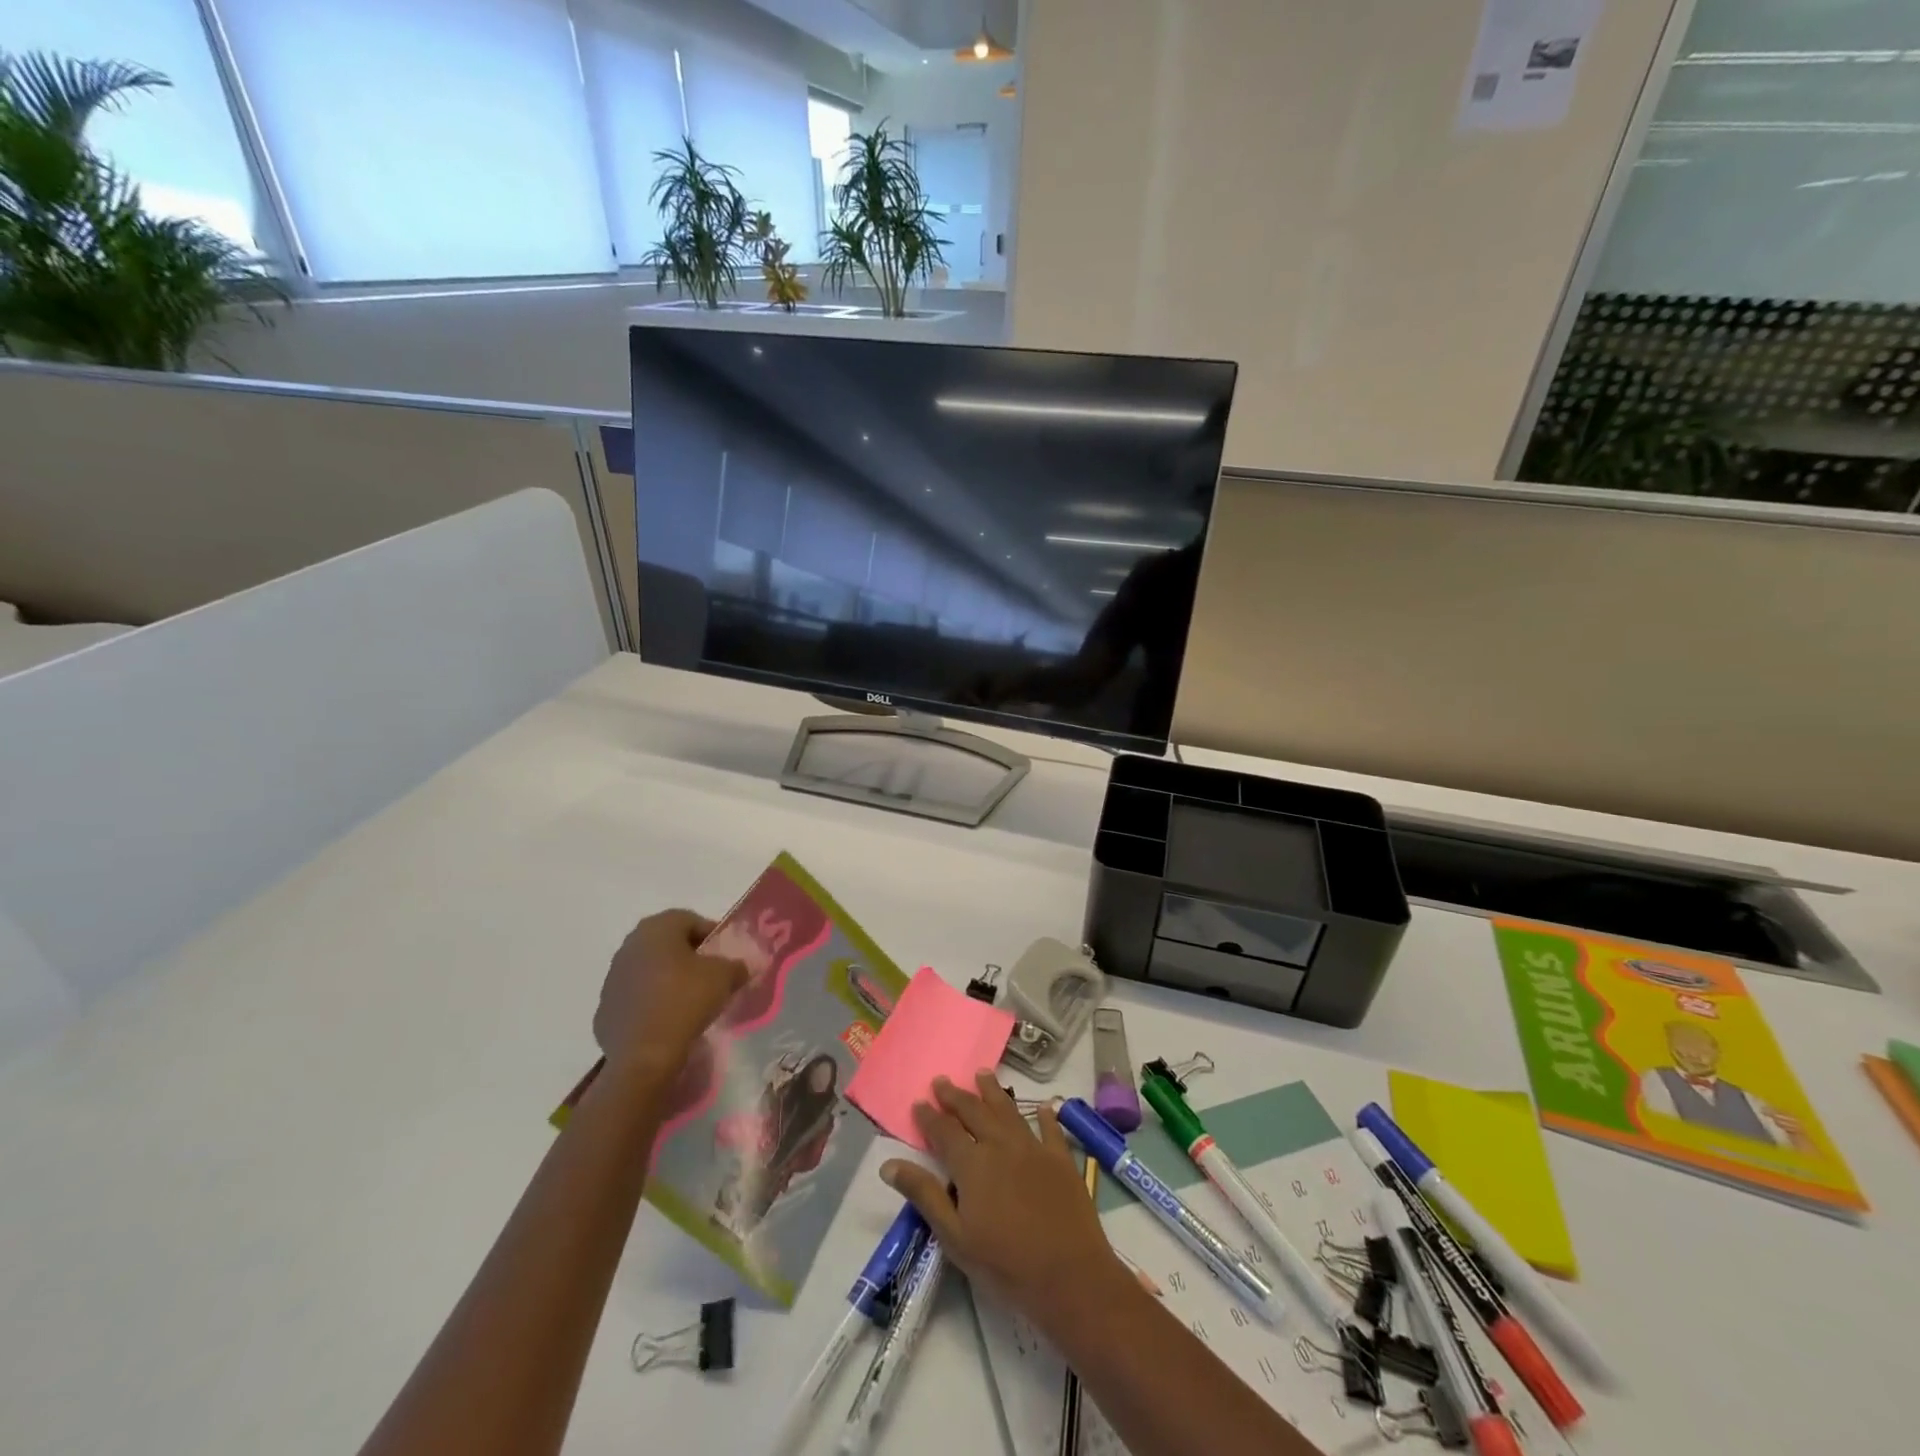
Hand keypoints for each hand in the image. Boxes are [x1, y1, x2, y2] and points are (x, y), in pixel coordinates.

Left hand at [593, 910, 748, 1077]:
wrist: (643, 1055)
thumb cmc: (686, 1000)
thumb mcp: (725, 977)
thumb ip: (736, 965)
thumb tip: (740, 967)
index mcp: (657, 928)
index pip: (690, 919)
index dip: (711, 935)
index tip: (725, 955)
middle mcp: (629, 946)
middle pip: (666, 943)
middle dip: (687, 956)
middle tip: (708, 975)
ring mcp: (612, 979)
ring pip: (647, 970)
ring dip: (666, 979)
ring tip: (688, 1001)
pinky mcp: (604, 1010)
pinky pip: (634, 999)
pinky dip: (650, 1004)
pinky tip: (666, 1021)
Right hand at [881, 1072, 1128, 1335]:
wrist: (1069, 1276)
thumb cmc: (1005, 1264)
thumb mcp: (955, 1237)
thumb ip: (924, 1195)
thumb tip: (888, 1164)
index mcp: (972, 1163)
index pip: (944, 1131)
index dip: (929, 1116)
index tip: (918, 1102)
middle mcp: (1000, 1144)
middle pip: (974, 1111)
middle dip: (955, 1095)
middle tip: (942, 1080)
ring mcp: (1033, 1148)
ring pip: (1008, 1110)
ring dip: (993, 1091)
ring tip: (983, 1074)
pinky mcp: (1060, 1159)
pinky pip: (1050, 1128)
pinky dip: (1045, 1115)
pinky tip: (1043, 1106)